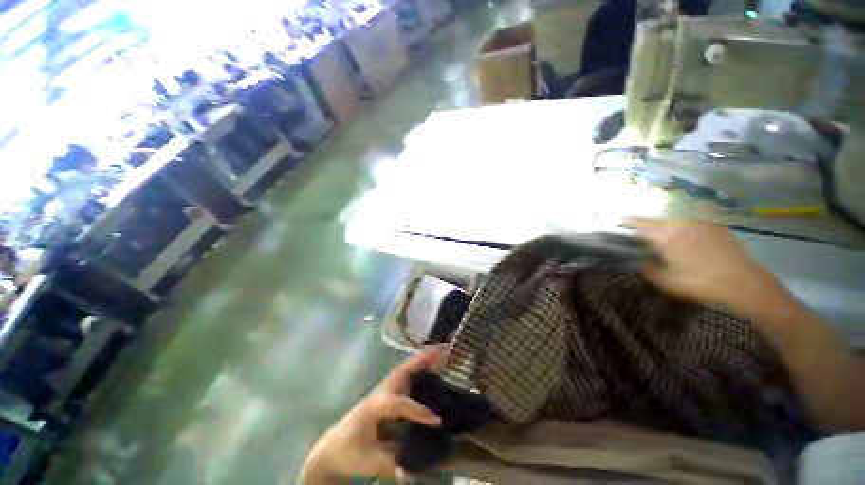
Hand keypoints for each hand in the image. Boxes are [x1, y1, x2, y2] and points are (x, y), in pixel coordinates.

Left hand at [300, 352, 443, 483]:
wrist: (333, 447)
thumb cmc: (349, 452)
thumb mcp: (367, 461)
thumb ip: (389, 464)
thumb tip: (411, 471)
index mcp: (375, 406)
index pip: (398, 403)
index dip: (417, 411)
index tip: (436, 420)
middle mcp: (381, 392)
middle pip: (403, 371)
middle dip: (422, 361)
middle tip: (442, 352)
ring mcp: (384, 390)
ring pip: (405, 369)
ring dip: (422, 360)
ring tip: (440, 352)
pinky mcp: (388, 393)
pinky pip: (407, 376)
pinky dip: (419, 367)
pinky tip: (431, 367)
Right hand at [628, 218, 777, 306]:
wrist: (745, 284)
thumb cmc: (702, 283)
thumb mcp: (667, 282)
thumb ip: (647, 269)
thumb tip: (638, 261)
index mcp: (667, 236)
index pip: (641, 224)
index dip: (628, 222)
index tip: (619, 221)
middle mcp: (683, 224)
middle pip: (657, 222)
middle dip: (646, 227)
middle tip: (640, 237)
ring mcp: (701, 224)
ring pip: (675, 223)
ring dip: (665, 230)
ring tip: (664, 241)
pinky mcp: (716, 228)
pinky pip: (692, 225)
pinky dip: (683, 231)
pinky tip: (687, 243)